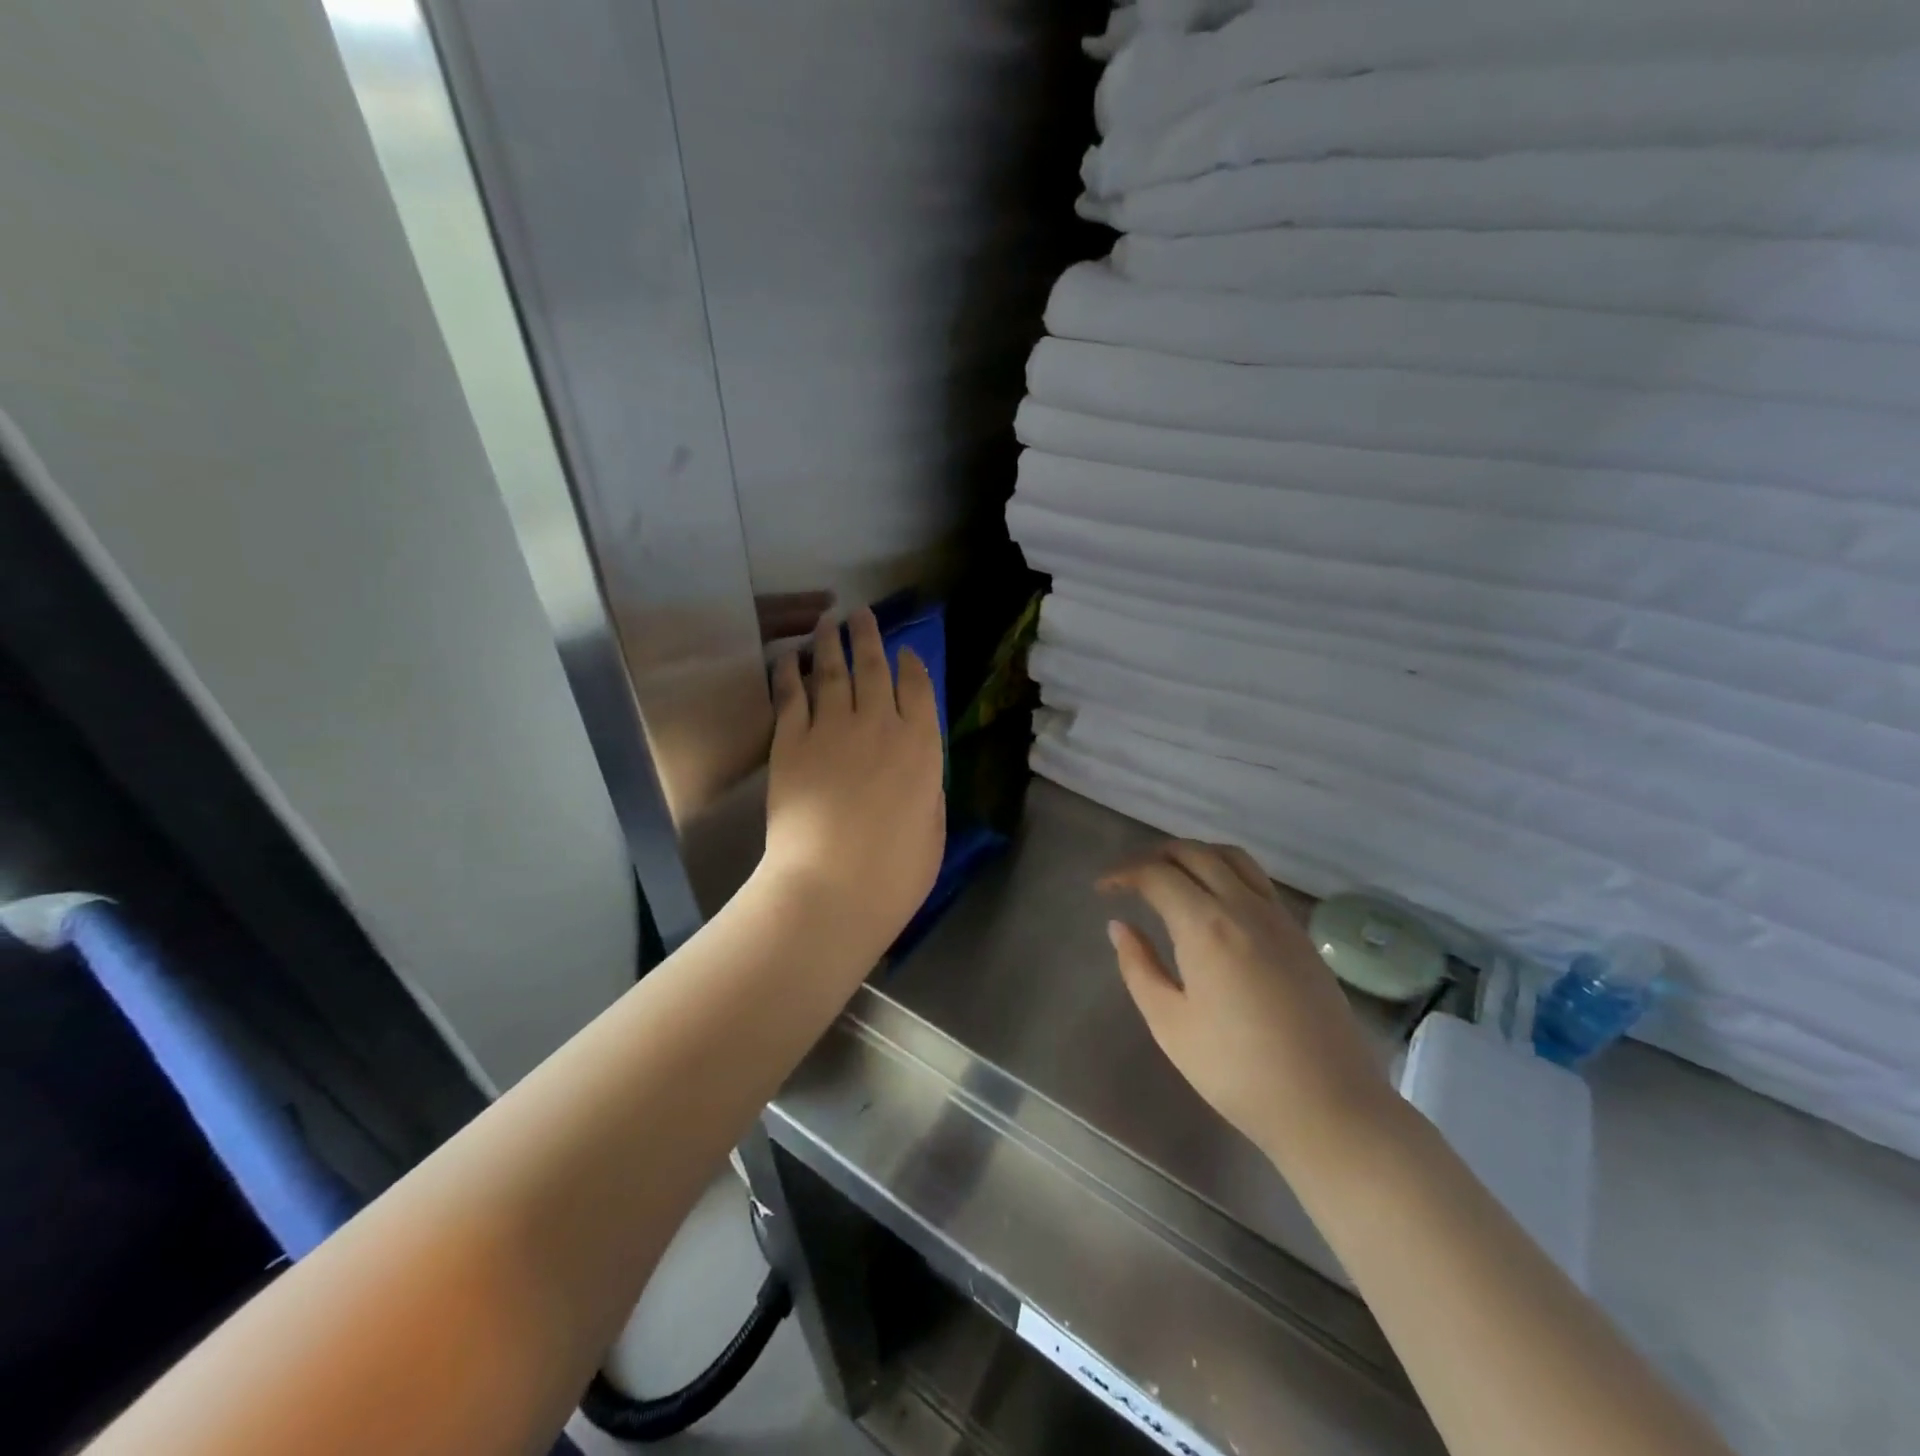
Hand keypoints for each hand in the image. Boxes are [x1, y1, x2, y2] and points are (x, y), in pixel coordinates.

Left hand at [762, 607, 944, 951]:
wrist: (832, 885)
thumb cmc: (896, 871)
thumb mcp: (933, 829)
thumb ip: (927, 790)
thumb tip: (917, 771)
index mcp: (921, 746)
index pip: (919, 689)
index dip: (912, 665)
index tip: (906, 650)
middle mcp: (879, 724)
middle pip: (874, 668)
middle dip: (869, 637)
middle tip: (861, 614)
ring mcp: (832, 729)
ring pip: (833, 672)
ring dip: (831, 643)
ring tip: (828, 621)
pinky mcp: (791, 742)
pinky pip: (792, 696)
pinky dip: (790, 672)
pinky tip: (789, 657)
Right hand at [1101, 842, 1395, 1170]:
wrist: (1328, 1106)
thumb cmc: (1237, 1071)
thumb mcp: (1170, 1024)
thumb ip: (1139, 967)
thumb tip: (1120, 926)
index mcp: (1206, 926)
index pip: (1157, 874)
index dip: (1123, 874)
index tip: (1102, 890)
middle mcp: (1244, 906)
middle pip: (1194, 853)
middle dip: (1155, 855)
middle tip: (1130, 878)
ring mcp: (1278, 917)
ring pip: (1231, 857)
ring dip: (1193, 855)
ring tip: (1170, 876)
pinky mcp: (1299, 934)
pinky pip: (1256, 880)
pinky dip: (1224, 871)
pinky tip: (1213, 902)